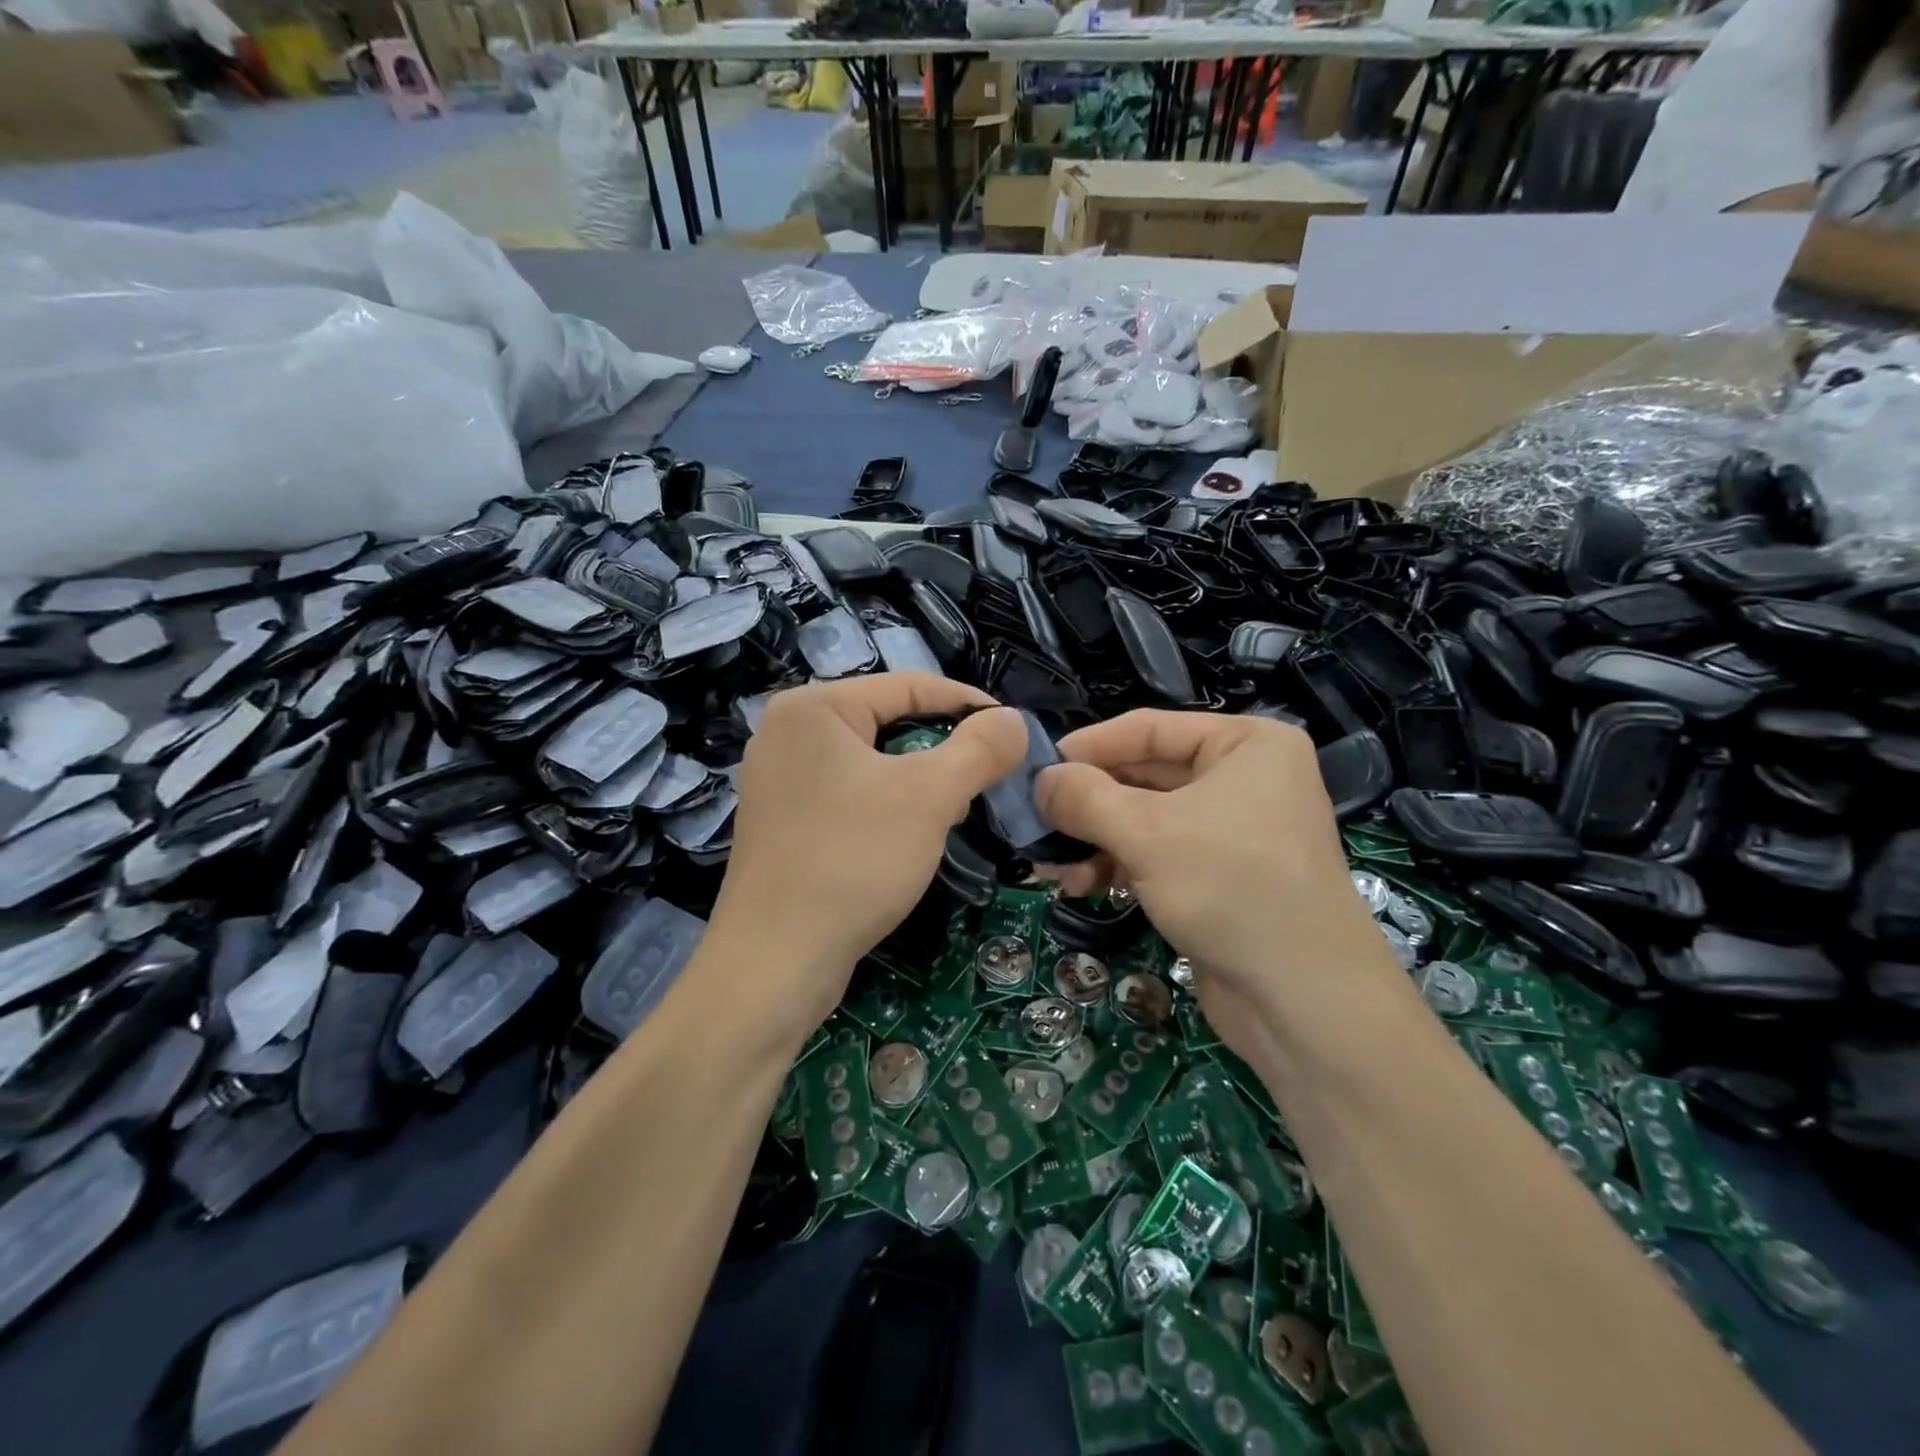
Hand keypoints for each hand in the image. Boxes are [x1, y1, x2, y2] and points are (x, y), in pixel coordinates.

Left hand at [709, 674, 1027, 1042]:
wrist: (775, 962)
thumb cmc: (853, 860)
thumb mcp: (930, 797)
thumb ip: (979, 749)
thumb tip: (1014, 721)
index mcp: (814, 707)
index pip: (908, 685)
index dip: (967, 703)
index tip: (1012, 729)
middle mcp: (788, 733)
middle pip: (888, 723)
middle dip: (942, 750)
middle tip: (983, 780)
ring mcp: (780, 780)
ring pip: (872, 763)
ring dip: (919, 783)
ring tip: (951, 813)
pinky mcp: (783, 822)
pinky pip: (850, 795)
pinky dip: (887, 807)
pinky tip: (907, 839)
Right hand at [1032, 711, 1403, 1061]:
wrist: (1304, 1001)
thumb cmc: (1230, 888)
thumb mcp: (1146, 833)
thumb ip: (1084, 798)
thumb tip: (1038, 780)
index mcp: (1246, 744)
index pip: (1148, 729)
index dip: (1087, 747)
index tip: (1034, 769)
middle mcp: (1243, 779)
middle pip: (1143, 776)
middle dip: (1086, 803)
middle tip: (1032, 821)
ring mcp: (1232, 830)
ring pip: (1144, 820)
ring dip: (1094, 839)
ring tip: (1050, 864)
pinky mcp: (1219, 876)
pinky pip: (1157, 854)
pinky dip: (1118, 865)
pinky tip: (1080, 885)